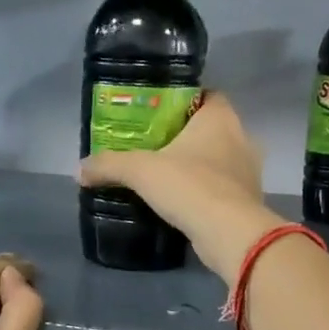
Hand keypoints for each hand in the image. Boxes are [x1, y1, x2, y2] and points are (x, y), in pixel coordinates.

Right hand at [79, 93, 285, 281]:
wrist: (230, 235)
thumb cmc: (190, 186)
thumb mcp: (140, 171)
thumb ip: (109, 165)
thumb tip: (80, 170)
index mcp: (220, 118)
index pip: (206, 95)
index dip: (182, 101)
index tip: (156, 113)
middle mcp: (241, 138)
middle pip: (210, 128)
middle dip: (184, 136)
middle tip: (151, 146)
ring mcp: (249, 171)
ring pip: (218, 160)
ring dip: (195, 166)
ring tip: (163, 176)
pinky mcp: (248, 201)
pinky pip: (221, 188)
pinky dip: (203, 192)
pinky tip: (181, 202)